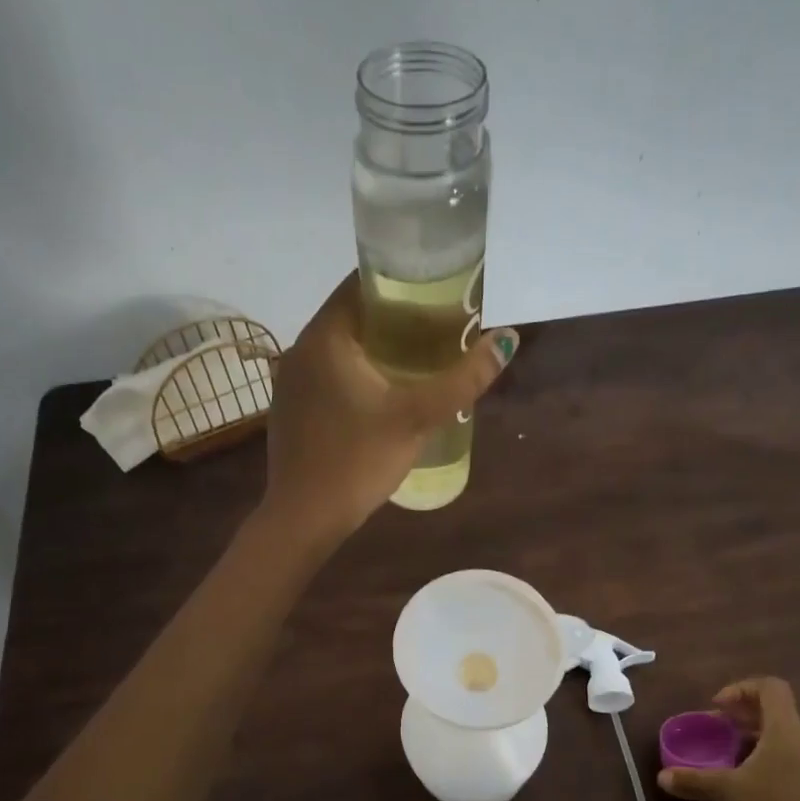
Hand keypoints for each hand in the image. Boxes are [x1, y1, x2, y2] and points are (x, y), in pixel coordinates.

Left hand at [255, 272, 517, 542]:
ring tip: (421, 360)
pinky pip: (329, 375)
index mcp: (324, 337)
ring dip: (378, 348)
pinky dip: (358, 373)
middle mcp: (300, 350)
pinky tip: (385, 394)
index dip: (402, 282)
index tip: (439, 292)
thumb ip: (463, 378)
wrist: (304, 519)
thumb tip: (508, 338)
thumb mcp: (417, 417)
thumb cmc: (358, 461)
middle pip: (353, 316)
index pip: (361, 284)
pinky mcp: (292, 409)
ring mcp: (291, 382)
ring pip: (341, 348)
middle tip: (441, 329)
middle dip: (397, 319)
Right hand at [658, 677, 799, 800]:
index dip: (742, 689)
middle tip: (727, 733)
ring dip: (773, 744)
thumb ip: (695, 780)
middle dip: (751, 719)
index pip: (771, 688)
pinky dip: (793, 773)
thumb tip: (662, 777)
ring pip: (798, 742)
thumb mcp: (729, 791)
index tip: (719, 709)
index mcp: (786, 729)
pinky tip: (779, 787)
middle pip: (782, 714)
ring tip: (748, 759)